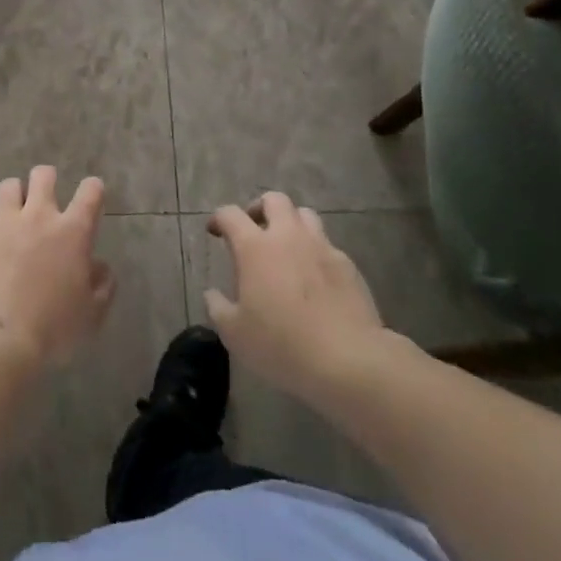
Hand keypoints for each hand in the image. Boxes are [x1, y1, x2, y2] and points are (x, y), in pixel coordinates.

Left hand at [0, 166, 115, 367]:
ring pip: (8, 185)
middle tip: (45, 200)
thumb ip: (103, 285)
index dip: (93, 189)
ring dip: (13, 197)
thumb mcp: (91, 314)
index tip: (91, 196)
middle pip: (43, 175)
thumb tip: (100, 267)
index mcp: (73, 231)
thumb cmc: (52, 328)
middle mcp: (39, 215)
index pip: (90, 191)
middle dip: (46, 181)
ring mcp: (4, 221)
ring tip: (12, 215)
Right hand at [204, 192, 387, 407]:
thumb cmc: (282, 344)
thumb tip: (212, 294)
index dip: (219, 218)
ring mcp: (321, 247)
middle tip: (254, 229)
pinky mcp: (348, 265)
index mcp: (255, 247)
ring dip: (291, 223)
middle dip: (260, 208)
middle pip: (274, 200)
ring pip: (305, 215)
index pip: (230, 214)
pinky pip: (327, 245)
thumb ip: (218, 308)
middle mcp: (288, 237)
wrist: (348, 360)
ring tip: (286, 247)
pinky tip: (314, 277)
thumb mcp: (235, 334)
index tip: (215, 231)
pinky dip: (315, 252)